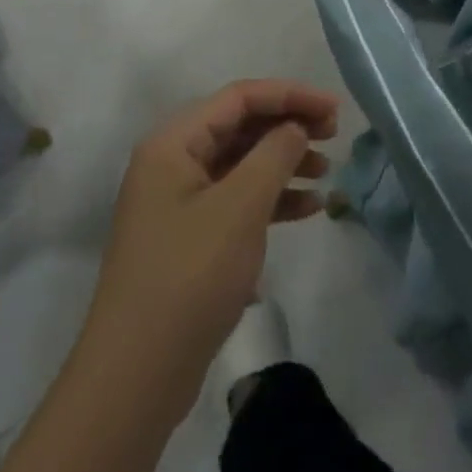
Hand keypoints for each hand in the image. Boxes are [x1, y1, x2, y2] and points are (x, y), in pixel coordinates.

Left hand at [82, 81, 338, 410]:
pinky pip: (235, 200)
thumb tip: (295, 127)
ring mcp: (178, 202)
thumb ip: (274, 155)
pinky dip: (270, 199)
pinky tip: (308, 209)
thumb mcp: (241, 207)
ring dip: (284, 163)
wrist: (136, 376)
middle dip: (288, 126)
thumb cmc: (190, 276)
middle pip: (239, 127)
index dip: (290, 95)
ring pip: (240, 164)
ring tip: (326, 173)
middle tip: (334, 136)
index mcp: (173, 143)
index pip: (239, 97)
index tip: (334, 109)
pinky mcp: (188, 237)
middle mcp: (172, 163)